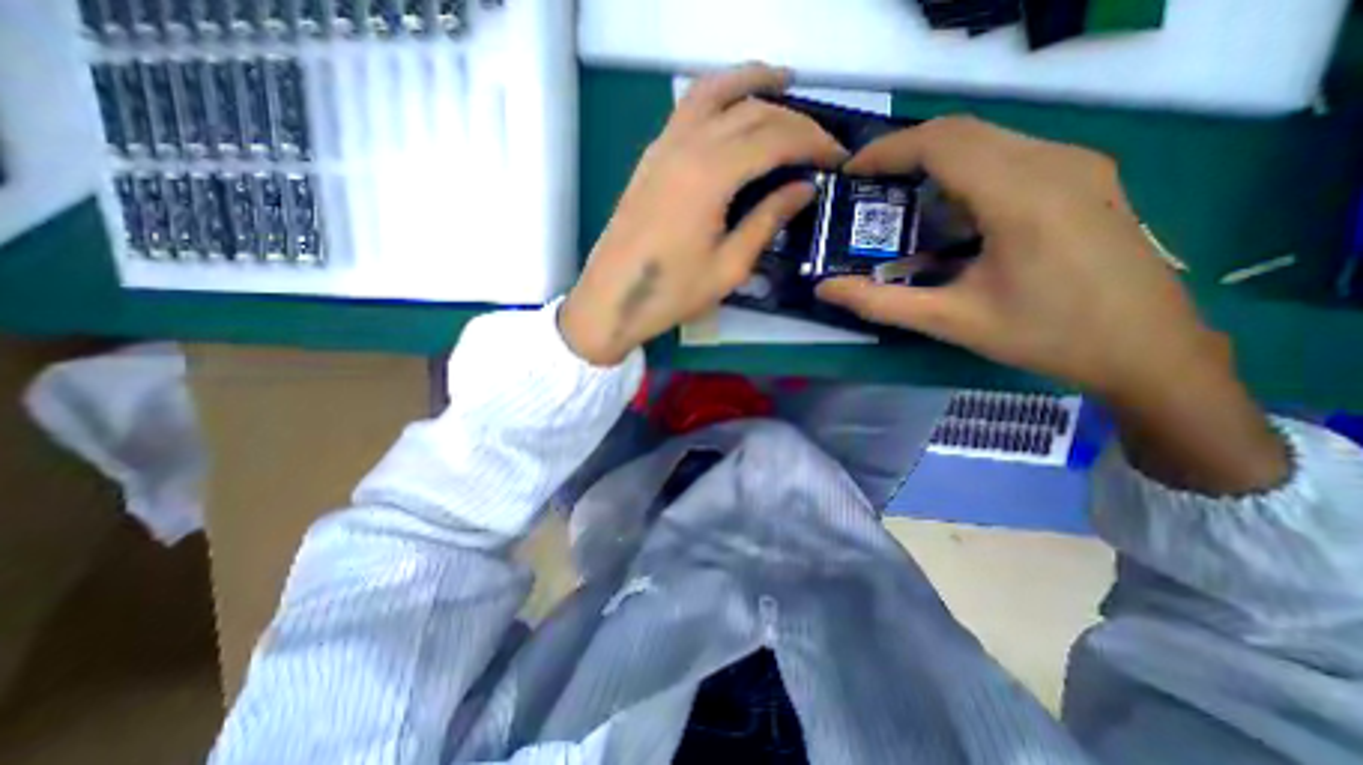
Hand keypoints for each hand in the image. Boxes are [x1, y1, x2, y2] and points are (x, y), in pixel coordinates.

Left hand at [559, 62, 849, 366]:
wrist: (612, 300)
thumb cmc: (672, 293)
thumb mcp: (729, 267)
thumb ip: (767, 221)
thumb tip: (802, 189)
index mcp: (710, 175)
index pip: (774, 138)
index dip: (812, 142)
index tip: (837, 156)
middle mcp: (686, 146)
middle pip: (750, 110)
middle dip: (792, 118)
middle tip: (818, 141)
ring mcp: (662, 147)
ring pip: (713, 92)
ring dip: (752, 82)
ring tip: (784, 84)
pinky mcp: (650, 158)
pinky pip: (688, 109)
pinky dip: (718, 97)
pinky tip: (734, 111)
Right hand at [819, 116, 1289, 493]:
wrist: (1147, 348)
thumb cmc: (1044, 336)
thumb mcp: (950, 321)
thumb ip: (880, 303)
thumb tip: (824, 289)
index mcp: (1021, 196)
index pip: (941, 143)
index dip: (888, 150)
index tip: (850, 171)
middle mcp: (1054, 163)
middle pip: (962, 131)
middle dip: (905, 152)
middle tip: (867, 186)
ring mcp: (1077, 164)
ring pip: (987, 138)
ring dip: (935, 160)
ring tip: (901, 198)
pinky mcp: (1084, 176)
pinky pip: (1011, 153)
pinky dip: (966, 169)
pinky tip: (952, 211)